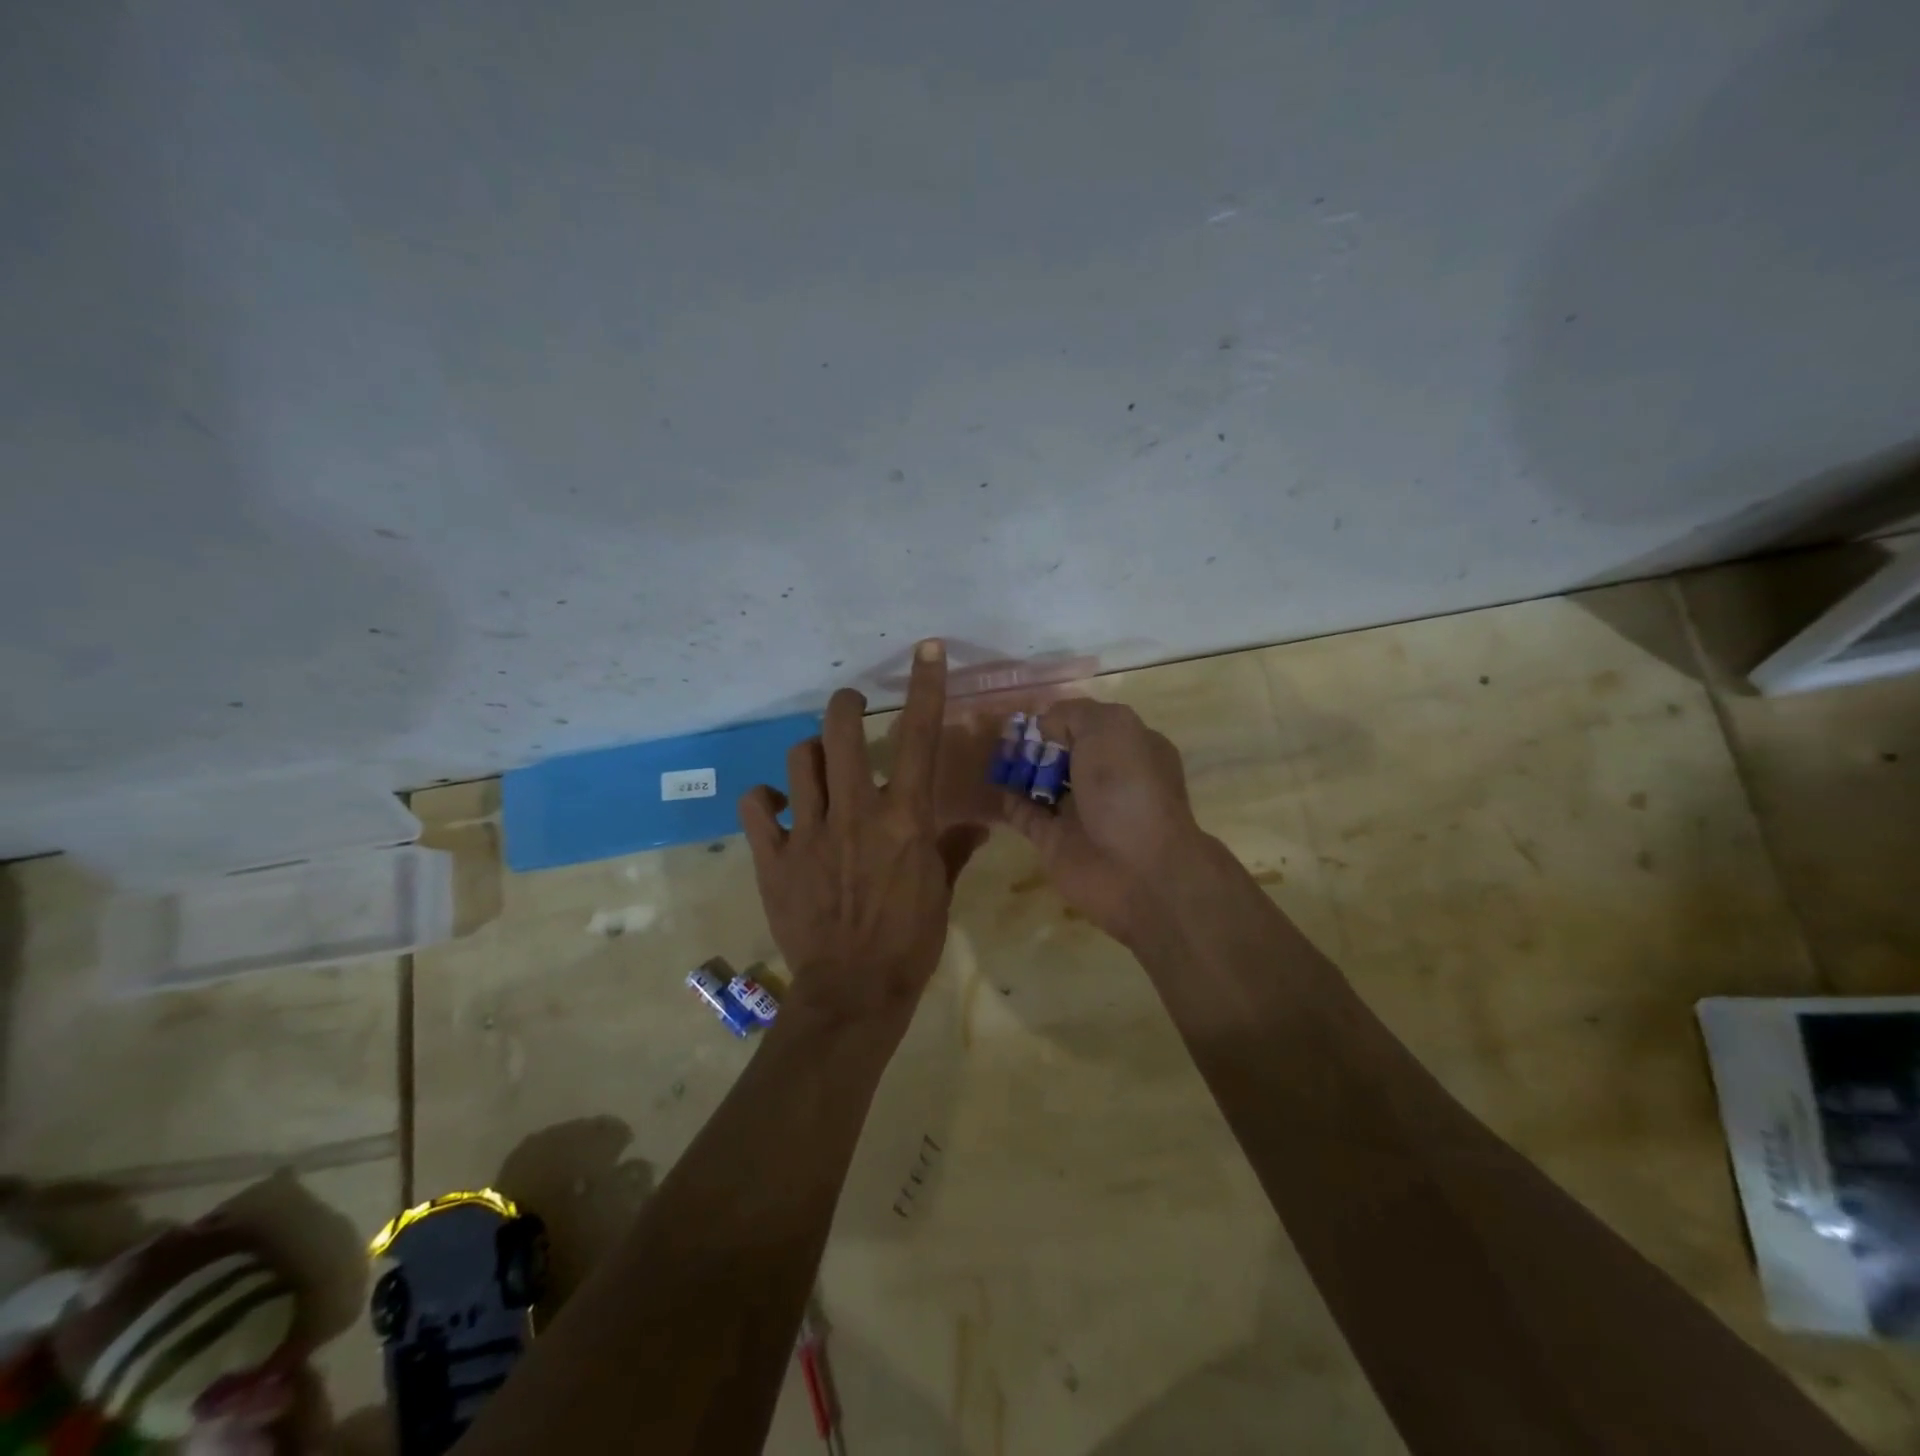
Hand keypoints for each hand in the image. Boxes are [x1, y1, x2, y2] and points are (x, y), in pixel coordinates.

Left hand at [739, 640, 985, 1025]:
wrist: (854, 991)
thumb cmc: (910, 941)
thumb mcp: (941, 891)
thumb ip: (954, 849)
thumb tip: (977, 824)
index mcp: (905, 818)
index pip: (919, 739)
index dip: (926, 687)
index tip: (927, 649)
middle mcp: (856, 813)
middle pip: (842, 732)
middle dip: (846, 705)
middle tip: (851, 706)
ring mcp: (810, 832)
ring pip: (799, 761)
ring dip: (810, 754)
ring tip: (818, 767)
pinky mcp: (775, 857)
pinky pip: (757, 807)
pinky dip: (765, 800)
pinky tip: (777, 808)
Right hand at [996, 699, 1209, 945]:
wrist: (1137, 869)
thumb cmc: (1128, 787)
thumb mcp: (1109, 728)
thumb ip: (1073, 714)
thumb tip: (1045, 723)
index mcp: (1129, 748)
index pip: (1090, 724)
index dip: (1061, 716)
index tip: (1029, 712)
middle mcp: (1106, 779)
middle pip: (1063, 752)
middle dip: (1036, 742)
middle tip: (1001, 732)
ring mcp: (1080, 811)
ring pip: (1042, 781)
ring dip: (1019, 768)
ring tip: (991, 752)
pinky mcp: (1055, 840)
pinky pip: (1025, 814)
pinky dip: (1009, 798)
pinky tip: (992, 782)